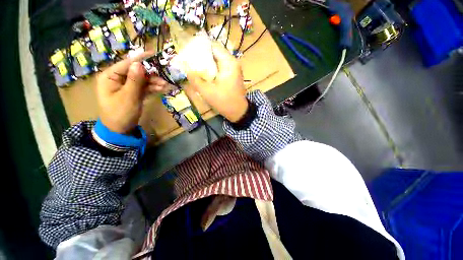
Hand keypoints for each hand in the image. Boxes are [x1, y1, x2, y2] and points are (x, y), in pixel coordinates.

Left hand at [96, 52, 169, 133]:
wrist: (120, 130)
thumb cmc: (120, 114)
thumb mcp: (128, 97)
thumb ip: (134, 81)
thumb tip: (139, 64)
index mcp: (110, 77)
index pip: (127, 64)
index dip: (140, 59)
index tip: (154, 54)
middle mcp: (117, 79)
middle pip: (136, 72)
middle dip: (150, 75)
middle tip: (164, 78)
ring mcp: (126, 86)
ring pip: (142, 80)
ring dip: (154, 82)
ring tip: (165, 86)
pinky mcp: (133, 93)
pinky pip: (144, 88)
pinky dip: (152, 88)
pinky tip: (161, 89)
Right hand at [186, 42, 247, 122]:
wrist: (238, 112)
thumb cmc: (224, 102)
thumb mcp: (207, 92)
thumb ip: (195, 80)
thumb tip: (186, 70)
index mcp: (229, 63)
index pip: (212, 46)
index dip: (199, 47)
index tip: (188, 52)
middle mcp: (233, 63)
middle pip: (215, 53)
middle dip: (202, 56)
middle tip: (189, 61)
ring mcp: (233, 70)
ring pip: (217, 61)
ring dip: (206, 64)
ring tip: (194, 67)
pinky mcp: (232, 76)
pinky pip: (220, 68)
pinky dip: (212, 70)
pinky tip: (204, 75)